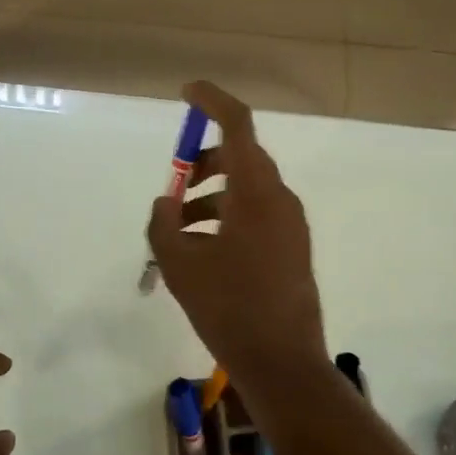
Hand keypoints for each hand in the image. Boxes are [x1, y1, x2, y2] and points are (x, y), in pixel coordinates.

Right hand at [147, 82, 327, 379]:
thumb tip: (166, 203)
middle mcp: (280, 199)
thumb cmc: (228, 308)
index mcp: (255, 193)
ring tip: (178, 233)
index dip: (212, 101)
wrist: (282, 362)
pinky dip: (227, 217)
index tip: (187, 91)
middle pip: (241, 158)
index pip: (237, 126)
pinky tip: (204, 251)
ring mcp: (292, 225)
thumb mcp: (179, 265)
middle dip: (203, 164)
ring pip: (247, 190)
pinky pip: (257, 214)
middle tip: (174, 190)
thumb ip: (163, 224)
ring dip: (211, 197)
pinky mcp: (293, 248)